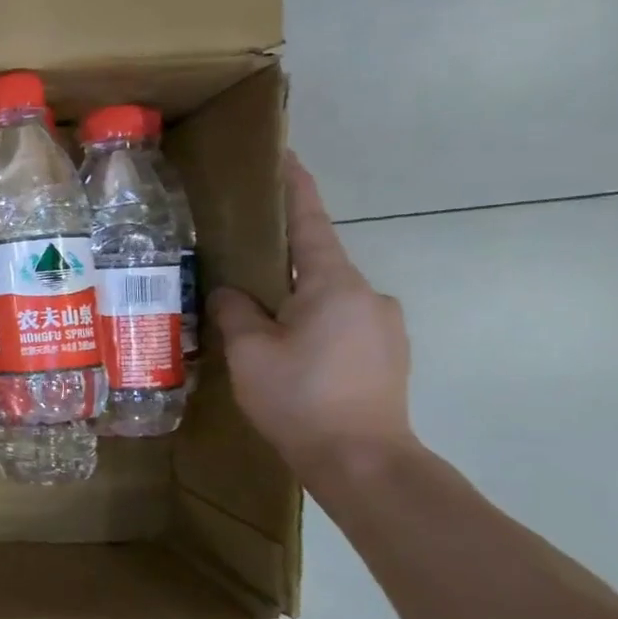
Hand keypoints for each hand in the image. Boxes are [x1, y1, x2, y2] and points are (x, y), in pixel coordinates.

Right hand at [210, 153, 415, 478]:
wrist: (363, 462)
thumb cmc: (300, 397)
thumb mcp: (249, 351)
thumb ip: (235, 310)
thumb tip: (230, 292)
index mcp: (333, 284)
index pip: (309, 223)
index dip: (294, 188)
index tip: (284, 157)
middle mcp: (367, 295)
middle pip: (315, 264)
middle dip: (279, 264)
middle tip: (238, 273)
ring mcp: (384, 326)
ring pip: (326, 299)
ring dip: (293, 303)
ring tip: (257, 328)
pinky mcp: (387, 355)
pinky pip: (340, 324)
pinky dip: (311, 327)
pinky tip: (287, 356)